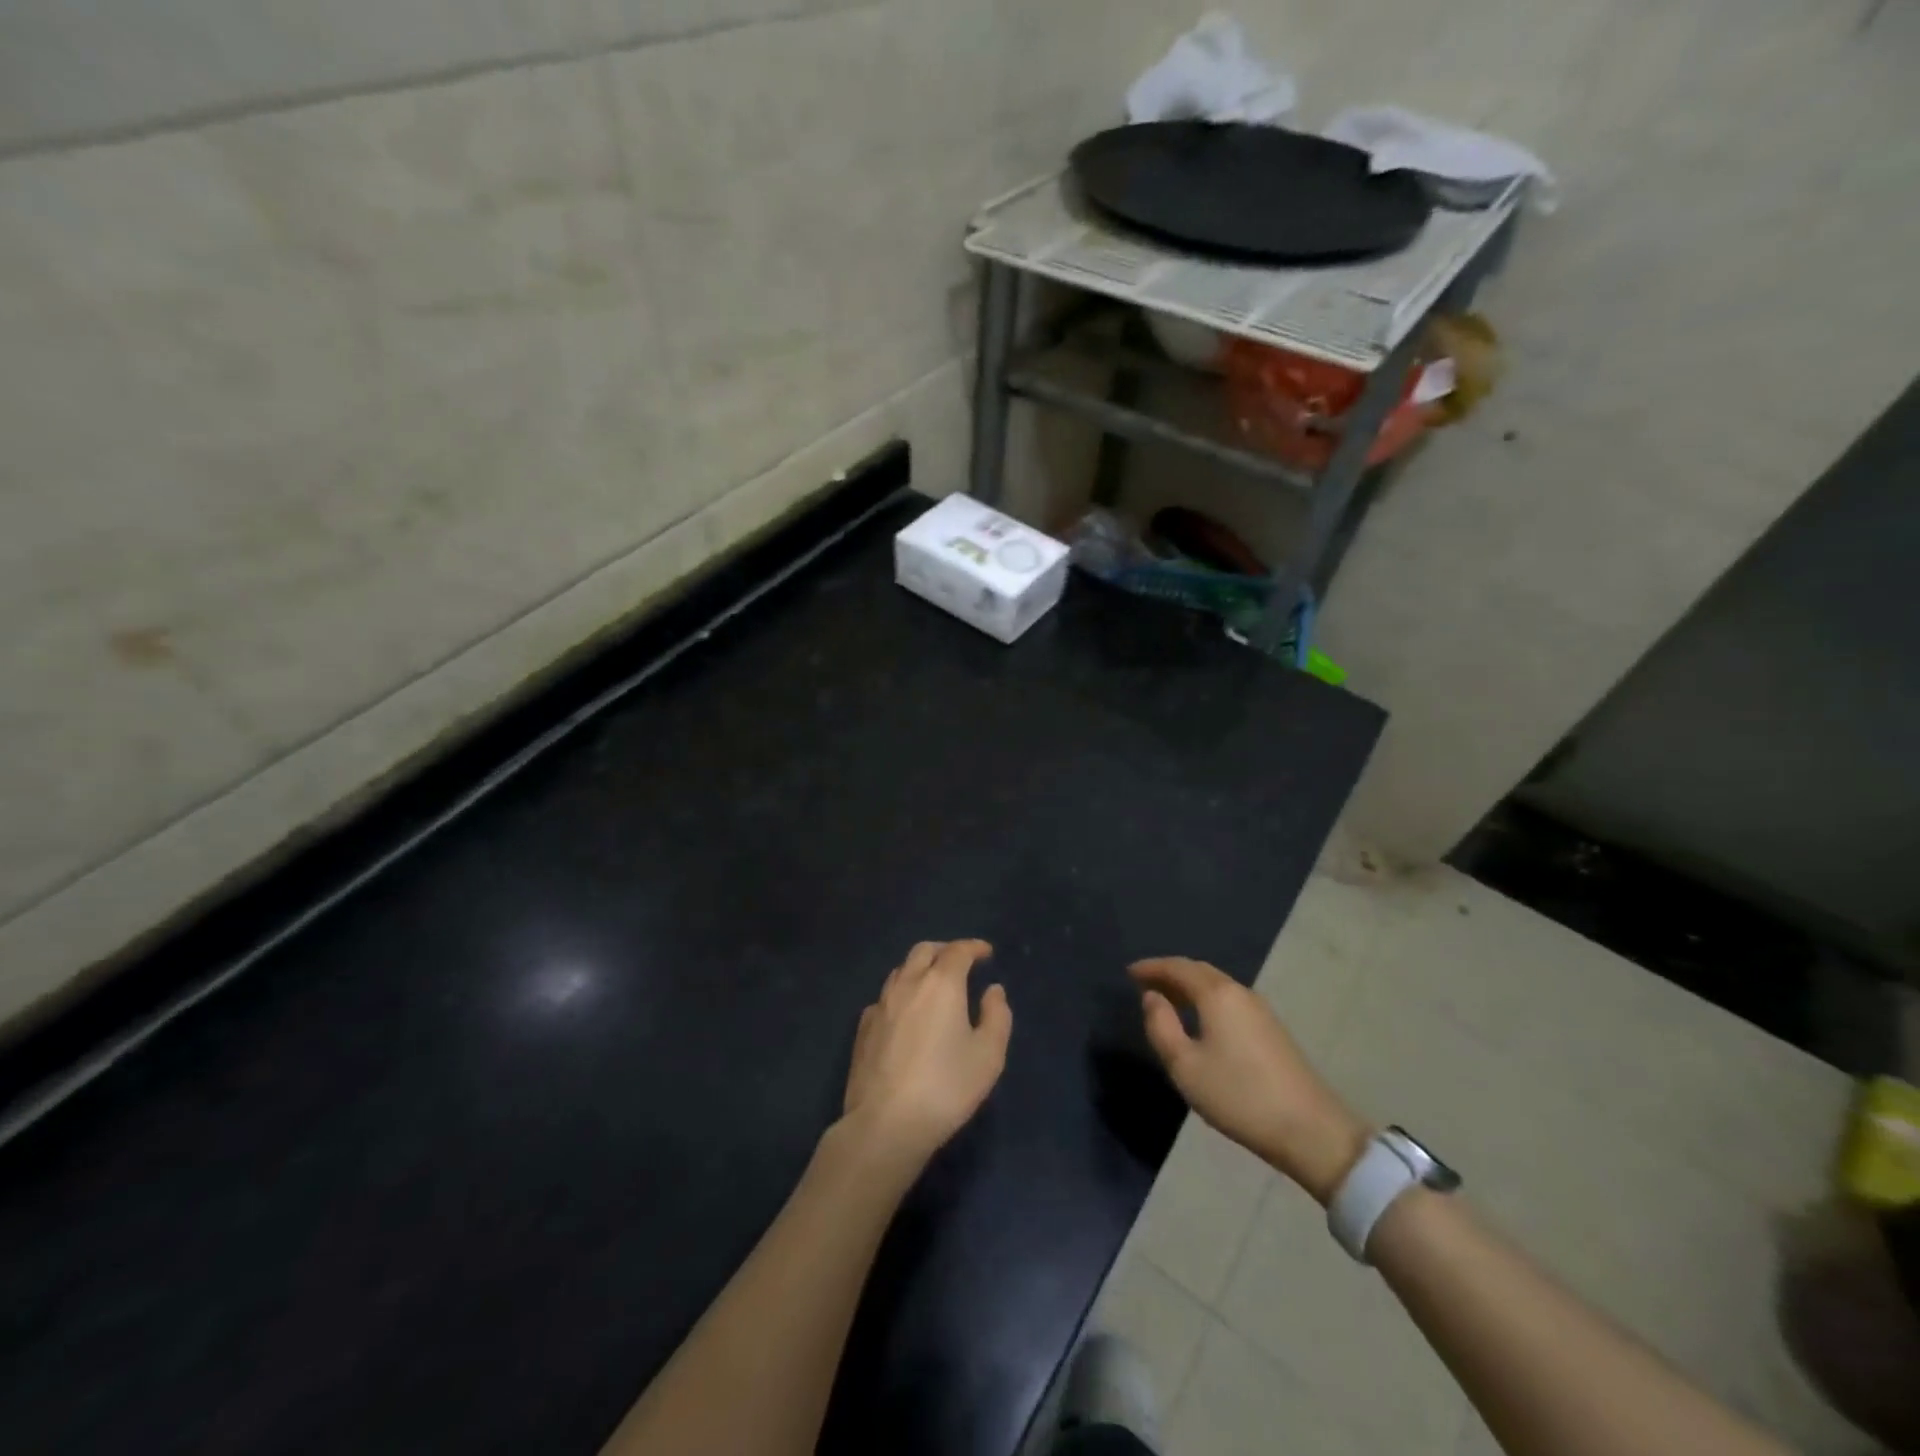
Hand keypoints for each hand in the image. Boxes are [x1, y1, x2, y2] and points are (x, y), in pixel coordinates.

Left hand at [839, 940, 1011, 1166]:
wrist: (885, 1123)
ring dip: (920, 969)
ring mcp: (880, 1004)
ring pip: (901, 971)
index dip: (974, 947)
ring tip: (934, 985)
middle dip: (945, 950)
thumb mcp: (988, 1055)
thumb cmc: (946, 1087)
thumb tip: (993, 990)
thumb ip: (997, 1016)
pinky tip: (906, 1014)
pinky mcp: (863, 1028)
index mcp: (941, 983)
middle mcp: (908, 983)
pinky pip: (885, 998)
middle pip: (924, 951)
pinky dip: (901, 994)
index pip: (958, 951)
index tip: (986, 952)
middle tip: (960, 962)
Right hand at [1131, 956, 1367, 1204]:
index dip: (1152, 967)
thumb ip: (1161, 1026)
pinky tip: (1199, 1019)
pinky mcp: (1271, 1029)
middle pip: (1199, 971)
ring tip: (1167, 1000)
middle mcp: (1239, 992)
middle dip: (1170, 973)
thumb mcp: (1185, 1066)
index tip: (1129, 972)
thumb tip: (1152, 997)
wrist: (1310, 1129)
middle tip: (1145, 983)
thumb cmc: (1238, 1095)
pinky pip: (1228, 999)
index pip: (1178, 967)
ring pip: (1216, 985)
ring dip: (1189, 986)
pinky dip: (1206, 999)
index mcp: (1216, 994)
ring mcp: (1260, 1010)